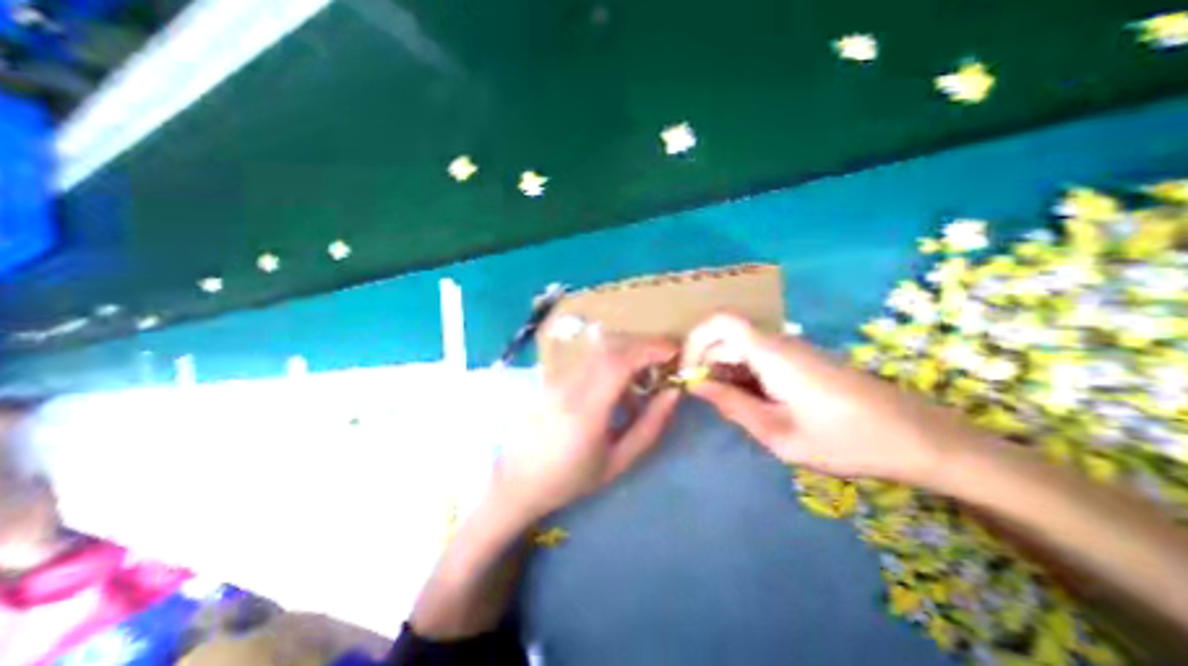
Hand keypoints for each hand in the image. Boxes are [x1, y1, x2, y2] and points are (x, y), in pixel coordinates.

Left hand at [490, 336, 677, 523]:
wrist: (519, 479)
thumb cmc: (570, 479)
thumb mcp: (617, 462)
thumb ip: (649, 426)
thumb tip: (673, 394)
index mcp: (586, 411)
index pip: (618, 362)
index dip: (649, 350)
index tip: (675, 352)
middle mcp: (570, 386)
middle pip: (610, 346)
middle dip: (644, 345)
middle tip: (666, 360)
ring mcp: (559, 378)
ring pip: (600, 349)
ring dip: (630, 352)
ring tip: (647, 377)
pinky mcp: (556, 377)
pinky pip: (591, 360)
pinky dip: (614, 363)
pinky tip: (621, 389)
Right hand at [684, 313, 979, 483]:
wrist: (919, 437)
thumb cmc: (849, 440)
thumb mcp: (779, 434)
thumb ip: (732, 406)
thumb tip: (696, 386)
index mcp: (772, 354)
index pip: (720, 321)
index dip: (694, 339)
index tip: (686, 372)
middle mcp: (778, 341)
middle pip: (724, 336)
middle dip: (705, 363)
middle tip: (705, 400)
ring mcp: (790, 349)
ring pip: (739, 347)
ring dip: (723, 371)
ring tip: (730, 407)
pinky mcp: (799, 358)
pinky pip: (756, 357)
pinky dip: (742, 375)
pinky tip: (753, 404)